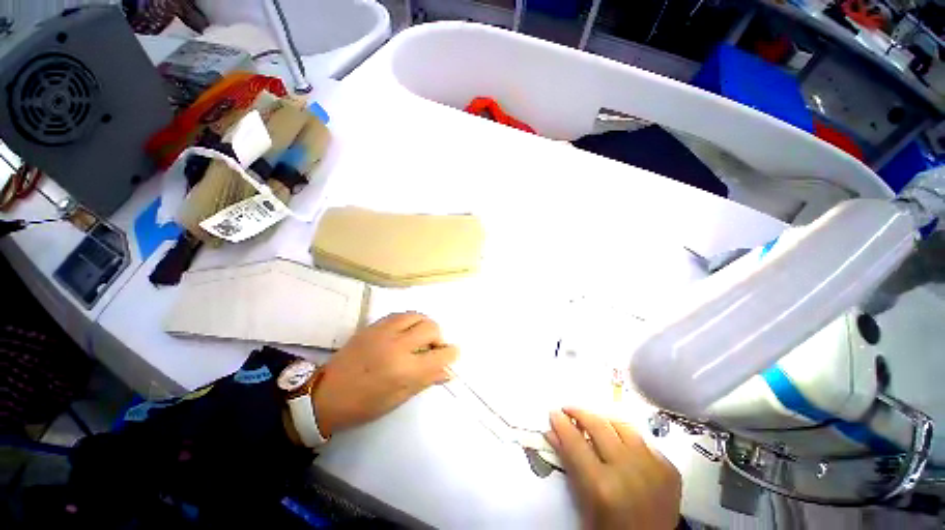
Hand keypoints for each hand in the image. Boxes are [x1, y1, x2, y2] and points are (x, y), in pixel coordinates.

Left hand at [313, 312, 458, 436]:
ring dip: (425, 325)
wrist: (326, 394)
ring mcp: (384, 332)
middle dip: (439, 337)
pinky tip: (406, 331)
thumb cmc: (365, 404)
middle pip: (432, 328)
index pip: (441, 355)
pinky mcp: (373, 325)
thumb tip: (449, 371)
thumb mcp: (399, 398)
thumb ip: (426, 380)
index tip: (451, 354)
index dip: (451, 354)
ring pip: (417, 315)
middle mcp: (397, 346)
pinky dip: (409, 321)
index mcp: (405, 370)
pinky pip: (400, 314)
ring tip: (420, 337)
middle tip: (433, 348)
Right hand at [545, 408, 681, 529]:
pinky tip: (619, 443)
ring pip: (622, 425)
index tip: (554, 412)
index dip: (562, 423)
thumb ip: (569, 464)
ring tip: (593, 421)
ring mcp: (653, 467)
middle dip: (579, 412)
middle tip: (568, 409)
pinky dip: (626, 437)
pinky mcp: (669, 468)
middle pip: (599, 425)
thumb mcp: (584, 503)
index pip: (575, 442)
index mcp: (603, 486)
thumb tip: (552, 432)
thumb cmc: (610, 528)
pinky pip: (643, 440)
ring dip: (603, 420)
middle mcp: (629, 470)